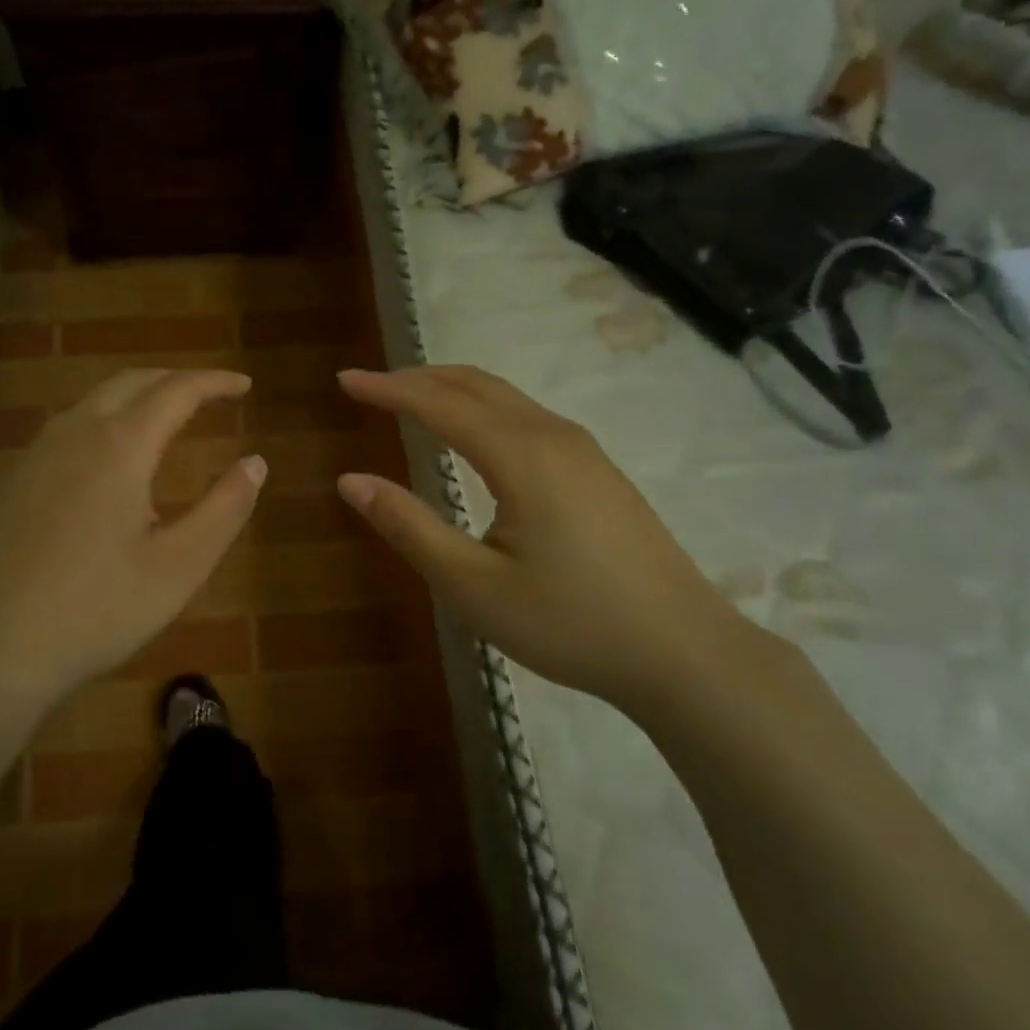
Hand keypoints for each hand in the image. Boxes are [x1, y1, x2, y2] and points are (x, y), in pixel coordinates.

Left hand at [0, 369, 264, 725]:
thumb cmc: (95, 611)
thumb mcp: (179, 567)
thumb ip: (224, 509)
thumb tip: (256, 462)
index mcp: (120, 446)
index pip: (176, 391)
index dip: (214, 382)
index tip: (244, 385)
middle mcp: (73, 434)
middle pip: (129, 383)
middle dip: (173, 380)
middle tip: (207, 394)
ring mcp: (33, 456)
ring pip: (90, 403)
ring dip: (133, 398)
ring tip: (162, 420)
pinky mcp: (8, 482)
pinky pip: (64, 431)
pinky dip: (101, 424)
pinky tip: (105, 464)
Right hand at [337, 367, 771, 717]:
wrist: (684, 651)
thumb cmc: (570, 623)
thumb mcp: (473, 586)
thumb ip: (409, 527)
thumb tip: (351, 481)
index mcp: (520, 455)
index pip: (438, 403)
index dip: (387, 388)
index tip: (345, 380)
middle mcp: (552, 435)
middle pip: (474, 384)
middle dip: (417, 378)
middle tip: (370, 386)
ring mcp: (584, 450)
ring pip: (505, 397)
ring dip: (452, 389)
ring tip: (411, 399)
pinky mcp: (599, 470)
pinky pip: (527, 416)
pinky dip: (483, 408)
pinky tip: (474, 435)